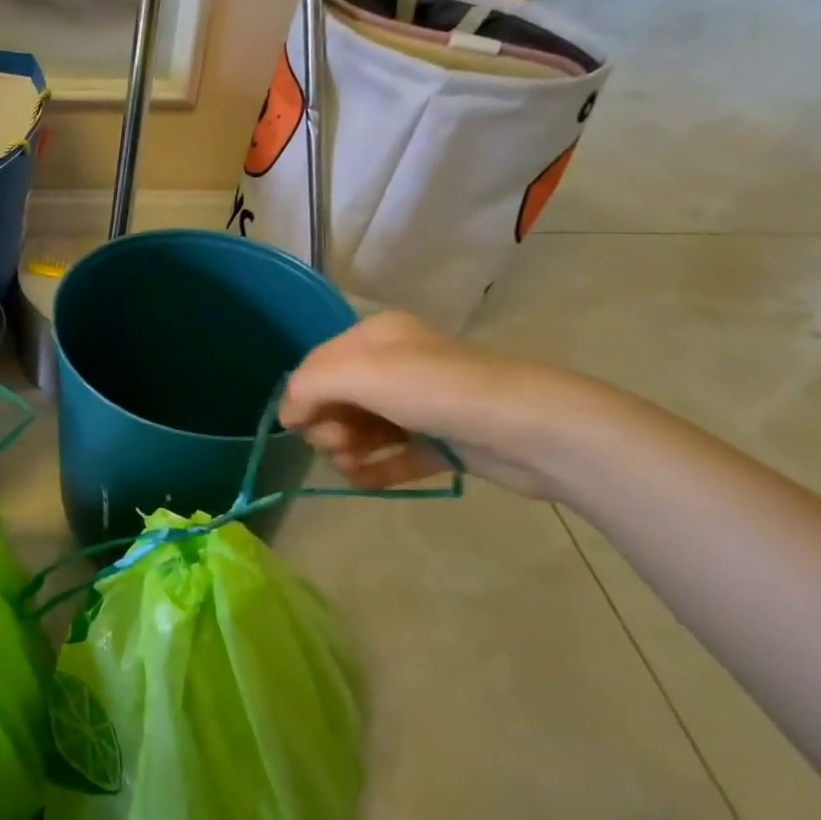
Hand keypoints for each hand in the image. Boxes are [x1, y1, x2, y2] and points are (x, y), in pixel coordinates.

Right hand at [280, 310, 591, 499]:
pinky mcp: (442, 441)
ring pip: (363, 429)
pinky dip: (375, 469)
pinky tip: (364, 482)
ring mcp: (422, 405)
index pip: (318, 363)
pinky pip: (393, 456)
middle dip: (328, 425)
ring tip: (354, 466)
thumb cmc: (437, 391)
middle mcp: (397, 365)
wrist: (532, 430)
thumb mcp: (361, 374)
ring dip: (347, 450)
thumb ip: (310, 386)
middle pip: (338, 398)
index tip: (297, 428)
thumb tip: (288, 414)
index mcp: (377, 337)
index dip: (301, 395)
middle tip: (338, 445)